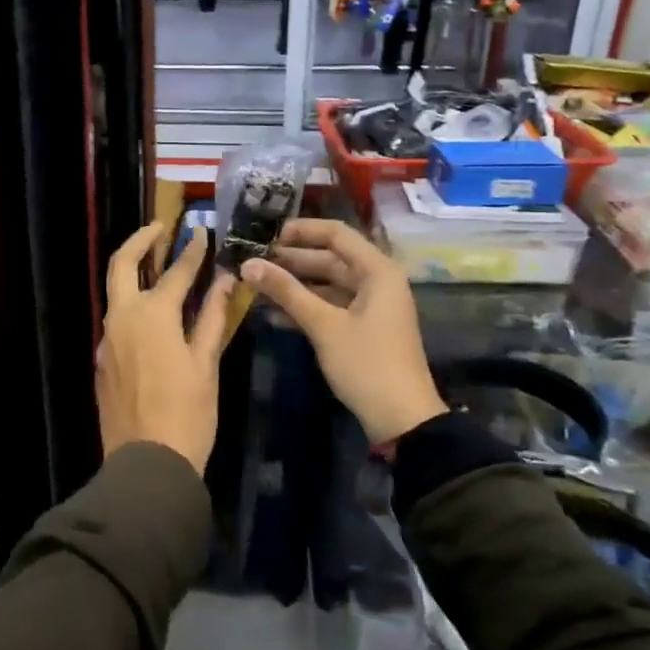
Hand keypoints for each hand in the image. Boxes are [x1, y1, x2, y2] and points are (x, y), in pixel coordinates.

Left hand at [96, 222, 237, 474]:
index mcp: (152, 315)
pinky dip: (130, 304)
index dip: (192, 251)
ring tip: (156, 263)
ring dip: (132, 271)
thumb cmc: (187, 413)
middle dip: (140, 240)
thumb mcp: (206, 364)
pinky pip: (115, 321)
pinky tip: (150, 315)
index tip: (202, 233)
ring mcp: (106, 340)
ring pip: (115, 292)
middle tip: (159, 228)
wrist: (146, 464)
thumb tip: (226, 281)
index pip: (176, 272)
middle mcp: (122, 318)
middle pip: (122, 265)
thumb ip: (213, 317)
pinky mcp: (101, 361)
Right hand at [241, 218, 445, 448]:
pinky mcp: (363, 328)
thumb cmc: (366, 364)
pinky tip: (272, 314)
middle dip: (291, 260)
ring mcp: (371, 306)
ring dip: (294, 285)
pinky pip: (331, 306)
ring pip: (327, 284)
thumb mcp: (323, 325)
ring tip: (256, 286)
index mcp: (377, 271)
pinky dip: (305, 307)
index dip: (300, 231)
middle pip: (330, 258)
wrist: (402, 419)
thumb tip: (248, 264)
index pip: (336, 234)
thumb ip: (285, 291)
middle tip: (253, 262)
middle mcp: (377, 281)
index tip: (265, 236)